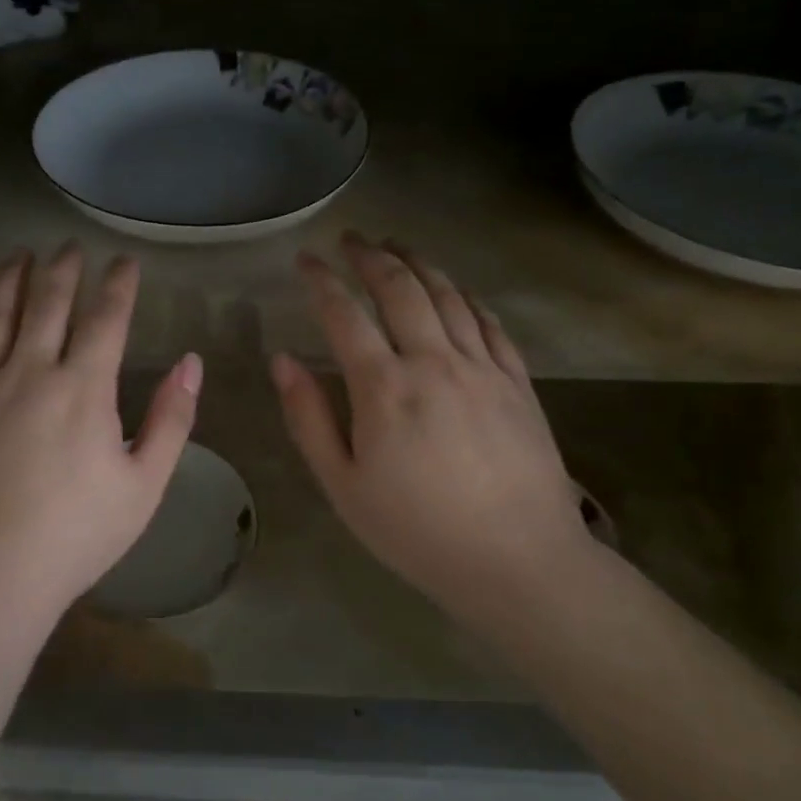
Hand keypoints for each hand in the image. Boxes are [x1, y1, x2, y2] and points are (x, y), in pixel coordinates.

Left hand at [0, 245, 201, 623]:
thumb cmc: (74, 537)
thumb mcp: (144, 486)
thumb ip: (171, 420)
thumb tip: (191, 363)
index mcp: (84, 389)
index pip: (106, 319)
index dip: (118, 285)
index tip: (124, 262)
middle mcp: (30, 372)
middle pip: (48, 303)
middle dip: (63, 268)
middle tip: (69, 245)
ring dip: (9, 278)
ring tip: (19, 255)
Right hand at [272, 235, 592, 611]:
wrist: (517, 561)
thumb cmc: (416, 530)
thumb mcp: (343, 485)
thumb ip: (309, 418)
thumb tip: (283, 361)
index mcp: (384, 387)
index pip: (344, 315)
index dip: (321, 281)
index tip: (305, 260)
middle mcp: (434, 362)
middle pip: (400, 289)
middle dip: (371, 256)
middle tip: (351, 239)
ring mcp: (482, 367)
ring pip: (447, 295)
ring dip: (418, 263)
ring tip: (397, 245)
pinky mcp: (517, 382)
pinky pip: (489, 322)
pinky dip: (466, 296)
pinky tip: (455, 289)